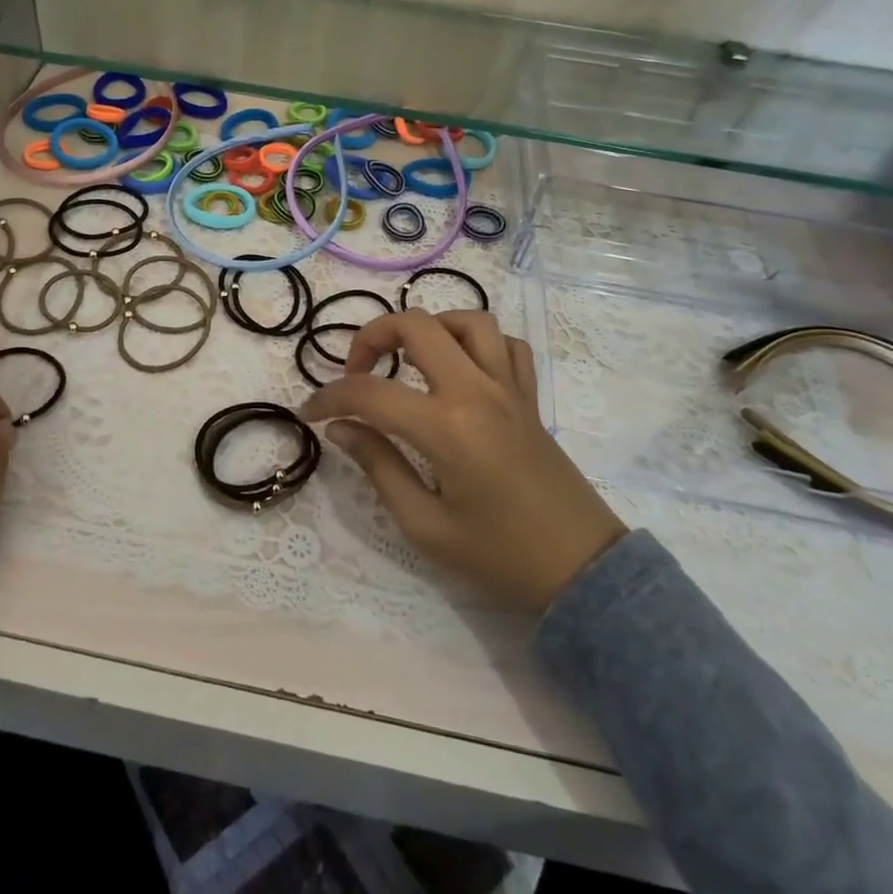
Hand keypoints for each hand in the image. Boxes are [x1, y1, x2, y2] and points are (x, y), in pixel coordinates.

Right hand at [301, 310, 625, 611]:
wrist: (582, 572)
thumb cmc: (499, 556)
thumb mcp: (425, 526)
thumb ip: (379, 467)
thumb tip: (341, 428)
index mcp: (446, 427)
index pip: (370, 392)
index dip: (330, 397)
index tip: (310, 412)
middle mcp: (477, 391)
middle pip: (417, 325)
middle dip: (373, 336)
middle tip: (357, 373)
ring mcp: (510, 388)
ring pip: (469, 321)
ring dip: (430, 328)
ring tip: (409, 360)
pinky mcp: (531, 397)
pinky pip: (508, 345)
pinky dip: (478, 343)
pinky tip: (462, 369)